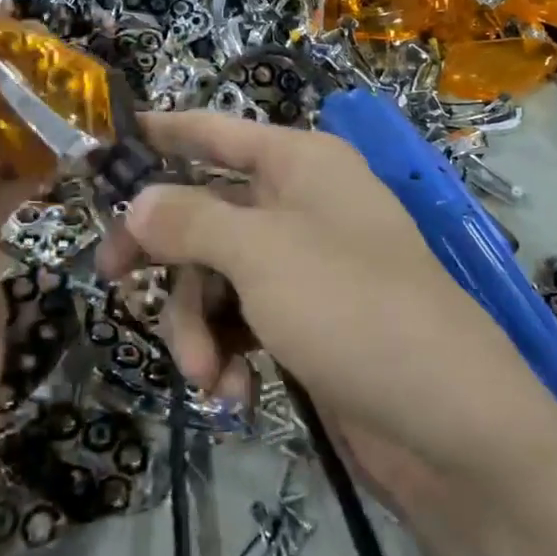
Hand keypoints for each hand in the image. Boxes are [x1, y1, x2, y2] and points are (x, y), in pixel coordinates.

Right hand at [104, 112, 556, 504]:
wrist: (448, 424)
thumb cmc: (352, 306)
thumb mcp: (260, 254)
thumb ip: (189, 221)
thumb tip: (139, 202)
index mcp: (300, 164)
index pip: (218, 132)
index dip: (166, 131)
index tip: (112, 141)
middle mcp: (301, 205)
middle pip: (206, 211)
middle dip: (166, 254)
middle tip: (108, 276)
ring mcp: (305, 267)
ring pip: (216, 276)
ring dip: (197, 324)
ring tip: (204, 373)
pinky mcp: (306, 323)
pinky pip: (242, 321)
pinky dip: (228, 353)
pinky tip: (232, 393)